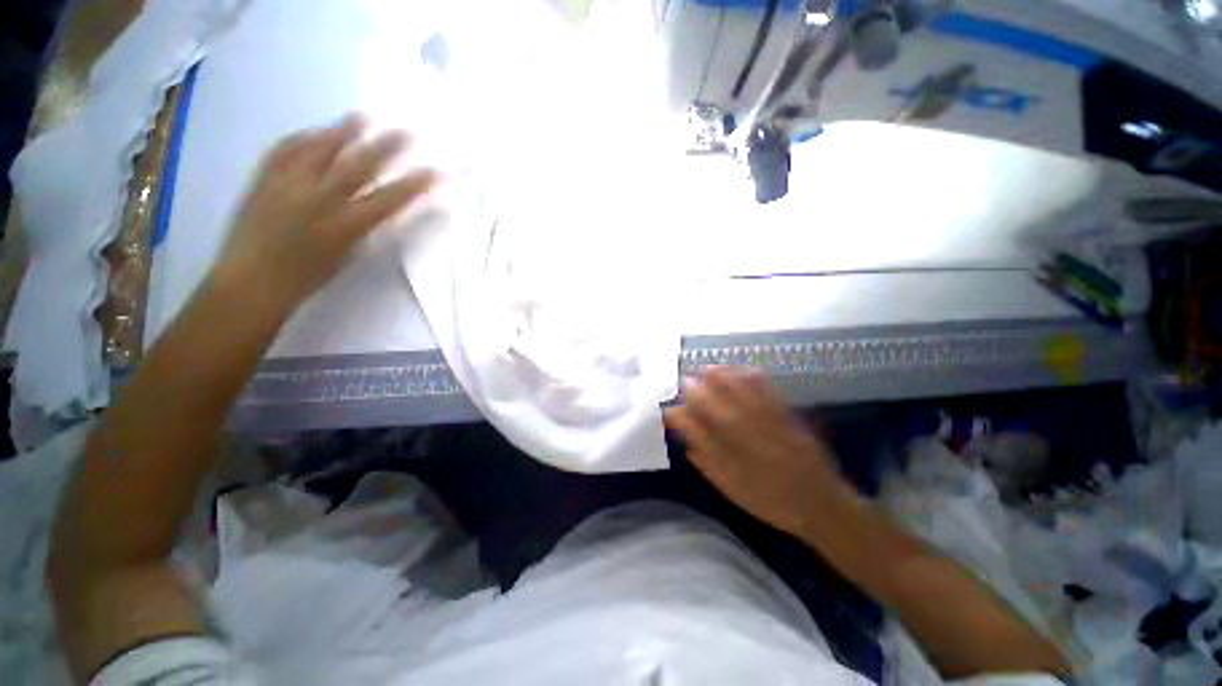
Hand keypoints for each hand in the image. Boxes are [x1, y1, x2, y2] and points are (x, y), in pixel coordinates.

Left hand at [214, 114, 435, 309]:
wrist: (251, 282)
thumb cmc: (308, 278)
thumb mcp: (348, 255)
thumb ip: (365, 226)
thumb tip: (381, 204)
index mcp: (345, 227)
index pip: (389, 199)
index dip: (415, 184)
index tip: (436, 172)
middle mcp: (318, 201)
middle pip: (358, 166)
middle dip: (386, 147)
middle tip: (406, 132)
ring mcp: (287, 185)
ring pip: (320, 150)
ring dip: (345, 132)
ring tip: (363, 117)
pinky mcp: (263, 179)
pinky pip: (285, 150)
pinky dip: (303, 138)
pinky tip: (315, 132)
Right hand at [666, 367, 850, 537]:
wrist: (819, 503)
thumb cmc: (771, 501)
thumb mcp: (732, 489)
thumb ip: (707, 465)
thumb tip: (687, 444)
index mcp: (724, 452)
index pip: (691, 426)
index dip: (676, 416)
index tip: (670, 411)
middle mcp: (739, 431)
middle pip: (708, 402)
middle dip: (692, 390)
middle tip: (685, 384)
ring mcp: (762, 419)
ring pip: (734, 390)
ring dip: (717, 377)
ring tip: (707, 370)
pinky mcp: (783, 412)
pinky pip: (764, 388)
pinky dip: (749, 375)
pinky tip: (741, 370)